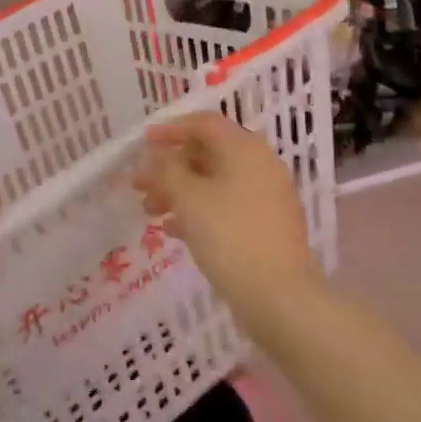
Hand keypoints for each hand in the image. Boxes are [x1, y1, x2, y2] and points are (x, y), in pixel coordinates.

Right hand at [133, 113, 324, 326]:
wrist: (280, 298)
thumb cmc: (230, 236)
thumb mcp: (189, 198)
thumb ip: (167, 170)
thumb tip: (157, 157)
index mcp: (245, 148)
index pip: (204, 123)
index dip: (171, 130)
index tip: (143, 143)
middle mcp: (260, 165)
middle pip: (208, 154)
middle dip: (170, 167)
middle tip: (140, 184)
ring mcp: (266, 197)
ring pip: (214, 183)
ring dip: (179, 192)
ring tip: (149, 211)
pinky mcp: (266, 227)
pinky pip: (226, 207)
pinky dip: (199, 212)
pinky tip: (173, 231)